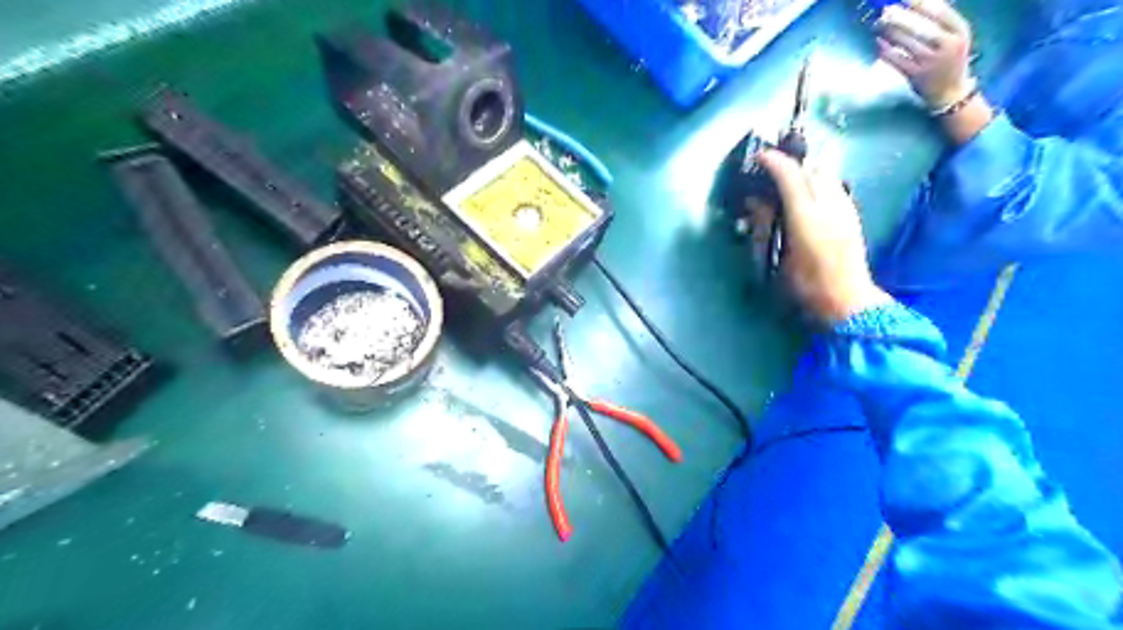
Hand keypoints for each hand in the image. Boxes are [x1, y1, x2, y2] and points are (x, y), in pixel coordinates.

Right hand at [758, 150, 890, 322]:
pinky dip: (819, 181)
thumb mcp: (777, 259)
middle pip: (812, 168)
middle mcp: (829, 206)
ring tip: (789, 179)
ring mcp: (845, 209)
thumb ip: (766, 227)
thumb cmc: (805, 287)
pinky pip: (835, 186)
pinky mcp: (852, 216)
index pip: (790, 176)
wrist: (847, 301)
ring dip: (807, 170)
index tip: (759, 157)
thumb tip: (756, 202)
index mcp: (806, 218)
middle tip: (772, 167)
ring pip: (827, 174)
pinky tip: (809, 195)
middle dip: (791, 162)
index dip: (774, 162)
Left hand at [877, 0, 974, 108]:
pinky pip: (898, 60)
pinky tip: (878, 42)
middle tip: (886, 11)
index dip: (921, 4)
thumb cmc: (950, 59)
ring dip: (891, 32)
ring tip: (878, 24)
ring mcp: (931, 62)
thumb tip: (918, 4)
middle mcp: (947, 46)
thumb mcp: (955, 37)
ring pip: (908, 44)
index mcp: (960, 32)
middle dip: (901, 18)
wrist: (949, 91)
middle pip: (922, 28)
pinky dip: (886, 50)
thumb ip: (942, 22)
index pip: (941, 13)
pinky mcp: (916, 76)